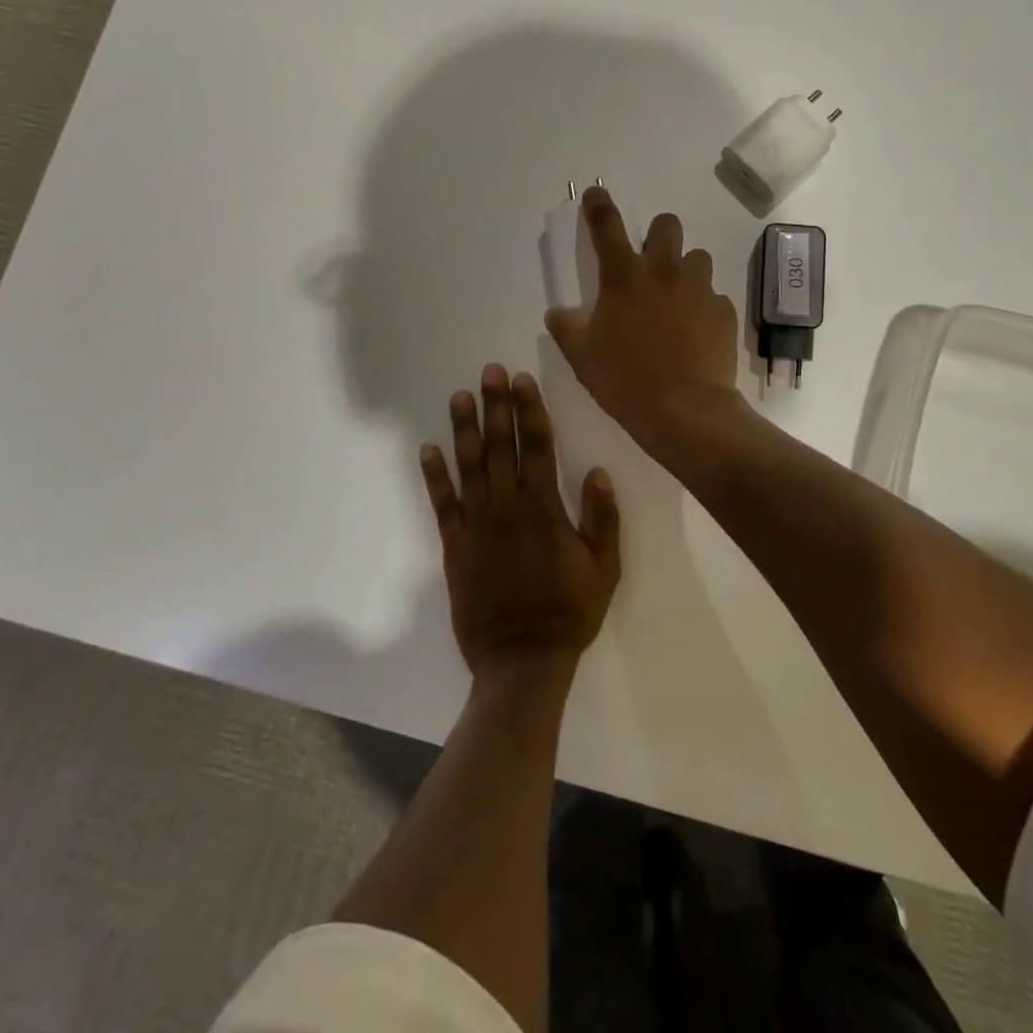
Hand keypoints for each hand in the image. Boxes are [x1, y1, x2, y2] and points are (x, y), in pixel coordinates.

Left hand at [421, 364, 621, 679]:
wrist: (522, 660)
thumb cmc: (569, 612)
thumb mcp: (604, 568)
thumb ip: (602, 519)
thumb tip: (598, 472)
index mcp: (544, 509)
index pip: (537, 447)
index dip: (529, 410)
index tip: (522, 381)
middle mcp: (507, 507)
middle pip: (501, 446)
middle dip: (496, 406)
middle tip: (489, 372)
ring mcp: (477, 525)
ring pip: (469, 467)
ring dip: (464, 429)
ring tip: (460, 397)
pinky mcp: (455, 546)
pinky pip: (442, 504)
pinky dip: (434, 476)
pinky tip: (427, 450)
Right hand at [544, 188, 742, 446]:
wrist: (683, 411)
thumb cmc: (624, 380)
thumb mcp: (581, 356)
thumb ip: (566, 327)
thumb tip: (558, 313)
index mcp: (623, 276)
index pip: (607, 225)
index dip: (599, 204)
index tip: (596, 194)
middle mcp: (664, 271)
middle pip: (667, 224)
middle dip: (658, 235)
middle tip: (650, 262)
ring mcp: (699, 289)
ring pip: (697, 258)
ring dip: (685, 270)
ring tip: (677, 299)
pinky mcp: (724, 311)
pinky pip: (714, 296)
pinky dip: (703, 306)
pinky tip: (696, 332)